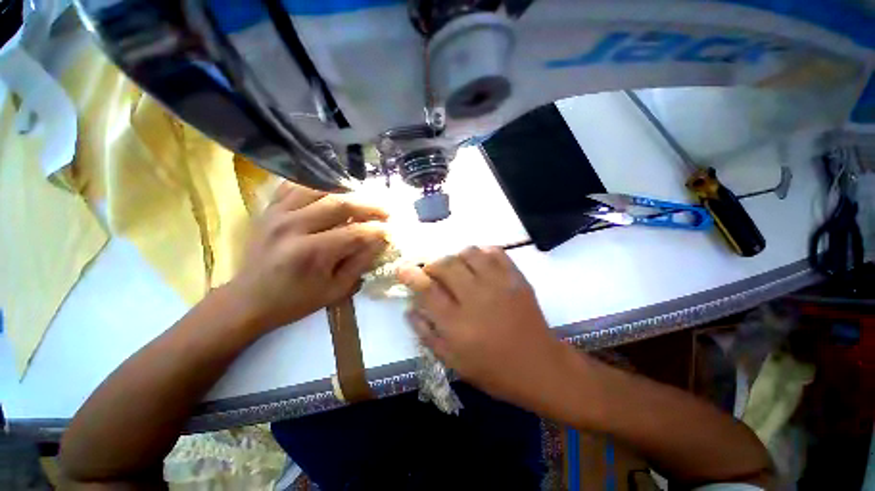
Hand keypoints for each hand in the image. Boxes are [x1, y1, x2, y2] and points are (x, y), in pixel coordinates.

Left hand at [228, 182, 387, 332]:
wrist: (248, 300)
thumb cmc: (295, 301)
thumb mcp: (335, 291)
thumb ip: (360, 263)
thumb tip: (379, 241)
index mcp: (311, 253)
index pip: (354, 232)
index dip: (377, 230)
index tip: (390, 230)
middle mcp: (293, 227)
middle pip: (340, 204)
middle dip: (369, 206)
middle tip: (385, 210)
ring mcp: (278, 213)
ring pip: (320, 189)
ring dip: (347, 193)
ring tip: (363, 200)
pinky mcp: (269, 209)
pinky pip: (295, 186)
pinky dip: (317, 186)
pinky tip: (332, 193)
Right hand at [398, 247, 574, 411]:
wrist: (539, 365)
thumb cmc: (493, 370)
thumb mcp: (454, 361)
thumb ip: (427, 334)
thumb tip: (410, 309)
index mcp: (458, 324)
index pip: (427, 290)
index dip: (411, 275)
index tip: (402, 268)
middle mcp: (476, 298)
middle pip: (446, 264)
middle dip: (433, 264)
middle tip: (434, 273)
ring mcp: (499, 284)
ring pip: (469, 252)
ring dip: (456, 257)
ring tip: (458, 269)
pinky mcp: (516, 278)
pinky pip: (494, 251)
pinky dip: (481, 252)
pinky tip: (479, 264)